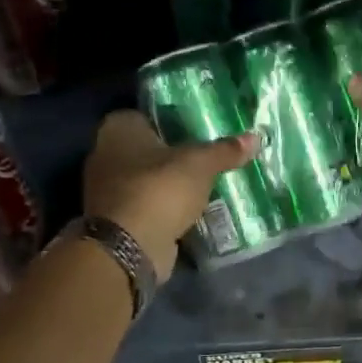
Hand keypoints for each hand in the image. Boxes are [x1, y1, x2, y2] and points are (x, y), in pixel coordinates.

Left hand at [82, 110, 258, 280]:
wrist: (128, 247)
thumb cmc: (159, 189)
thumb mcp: (200, 165)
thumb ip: (225, 151)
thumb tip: (256, 137)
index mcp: (118, 128)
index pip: (149, 115)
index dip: (174, 122)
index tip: (200, 132)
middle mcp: (105, 154)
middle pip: (148, 149)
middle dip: (174, 156)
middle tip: (208, 159)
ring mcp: (108, 190)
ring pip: (148, 180)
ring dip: (170, 185)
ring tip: (205, 186)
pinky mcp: (117, 219)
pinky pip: (148, 206)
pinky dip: (165, 209)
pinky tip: (190, 212)